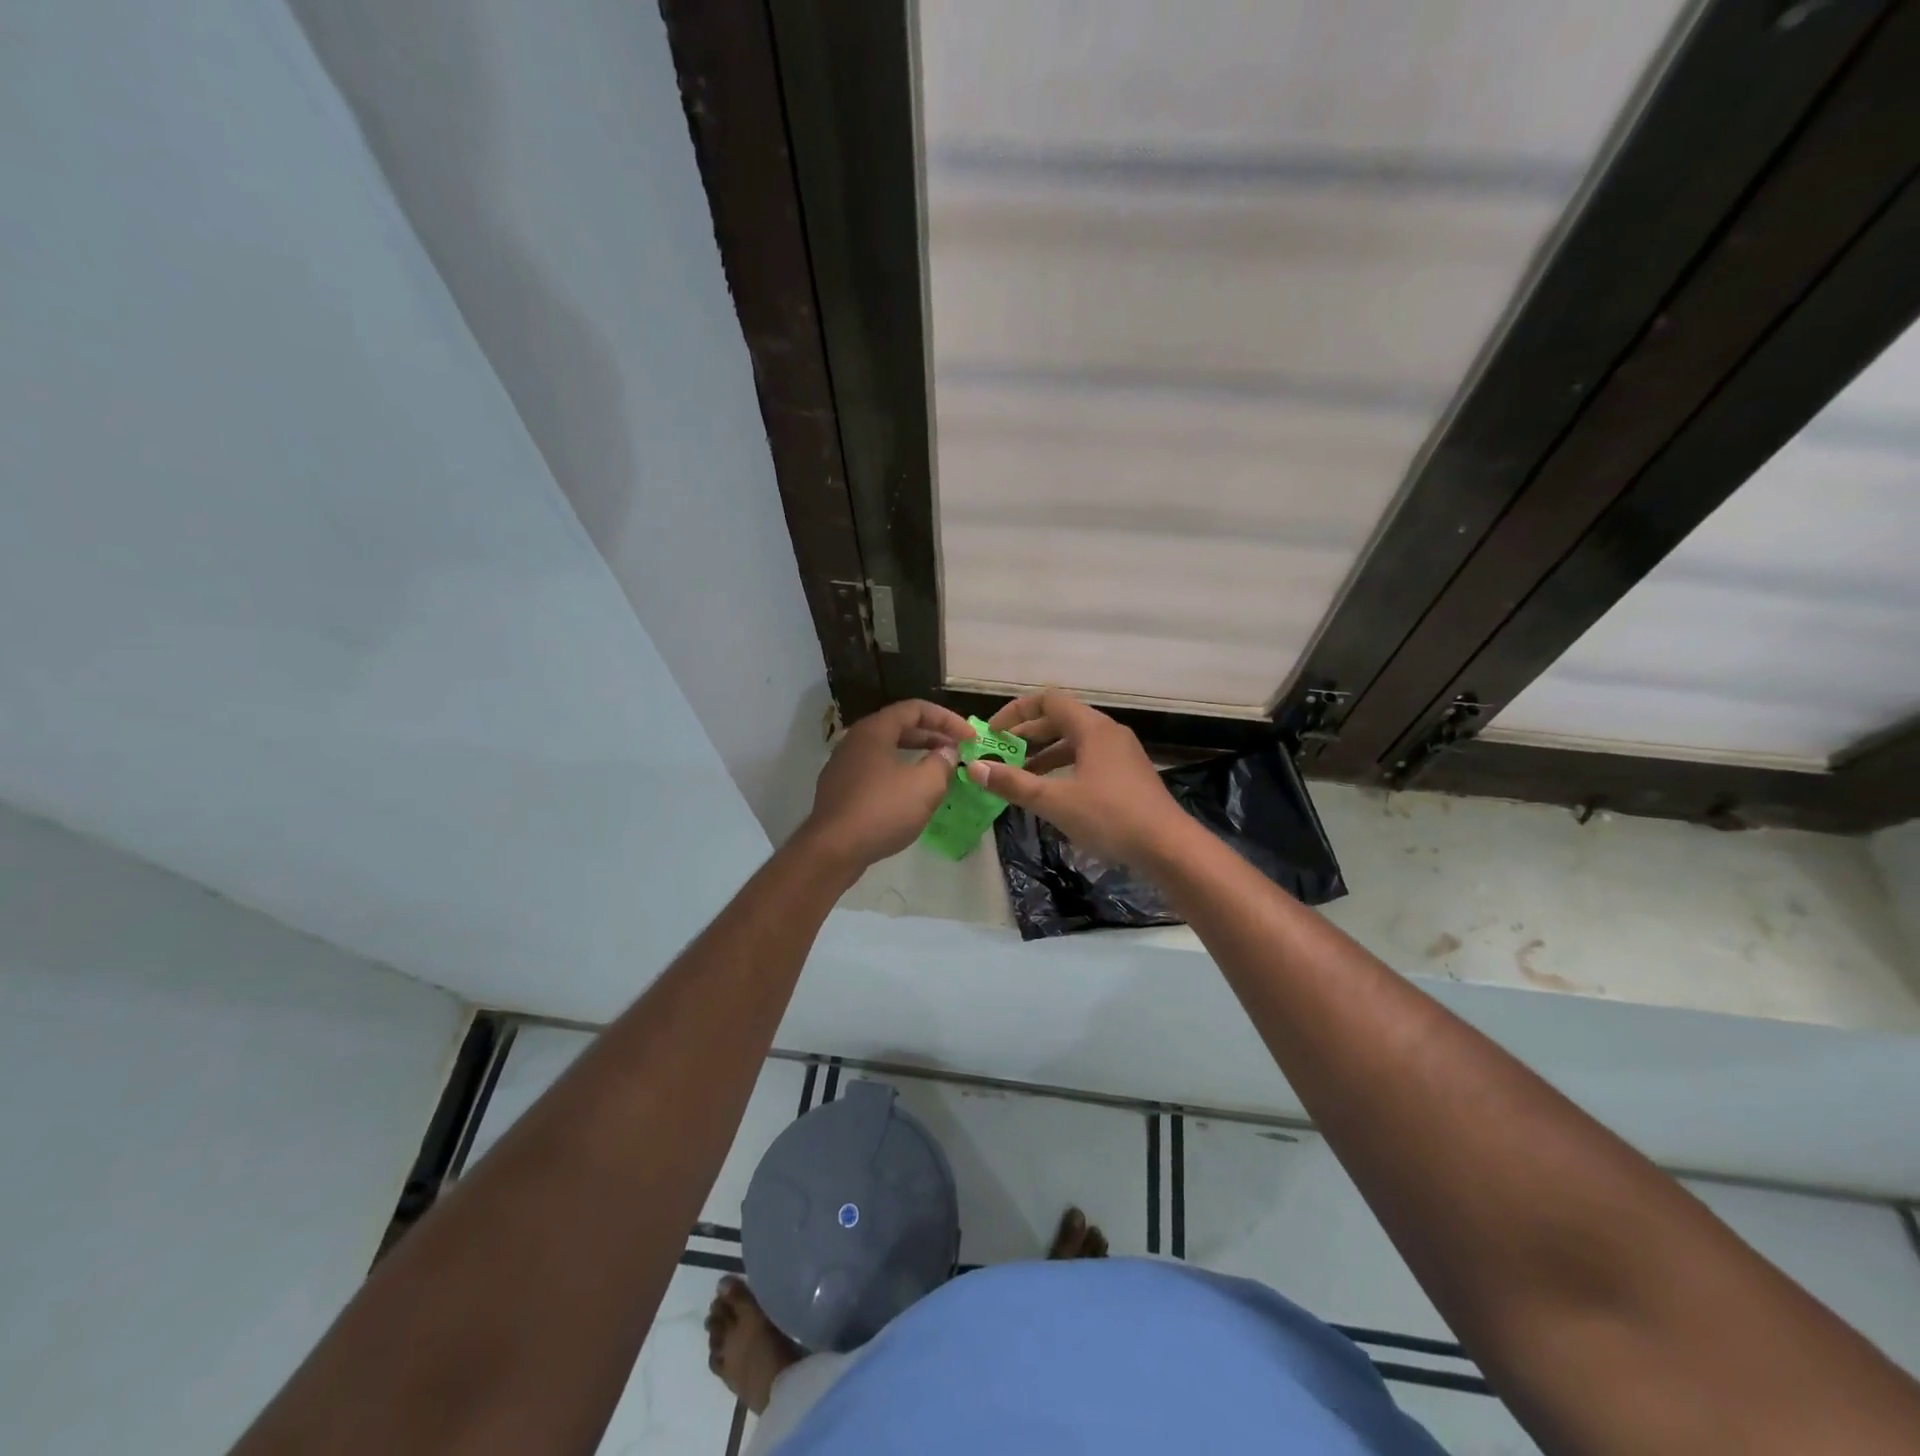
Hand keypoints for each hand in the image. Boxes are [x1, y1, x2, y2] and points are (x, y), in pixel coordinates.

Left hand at [800, 699, 974, 873]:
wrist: (833, 850)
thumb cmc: (882, 810)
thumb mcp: (925, 786)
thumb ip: (942, 763)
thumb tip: (947, 752)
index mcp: (874, 730)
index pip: (915, 709)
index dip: (947, 719)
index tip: (969, 737)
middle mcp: (855, 741)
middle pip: (899, 727)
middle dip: (932, 736)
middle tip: (958, 750)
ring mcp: (844, 766)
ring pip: (886, 750)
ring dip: (916, 755)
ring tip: (939, 769)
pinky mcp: (840, 790)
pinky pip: (875, 771)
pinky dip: (899, 773)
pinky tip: (912, 793)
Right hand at [966, 690, 1187, 865]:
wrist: (1168, 847)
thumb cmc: (1110, 817)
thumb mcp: (1055, 801)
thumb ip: (1013, 783)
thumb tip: (974, 768)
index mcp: (1092, 728)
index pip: (1048, 701)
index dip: (1016, 712)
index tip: (993, 732)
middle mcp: (1108, 732)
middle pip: (1061, 720)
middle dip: (1027, 735)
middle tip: (1000, 754)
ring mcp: (1122, 754)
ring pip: (1075, 742)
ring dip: (1045, 754)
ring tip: (1020, 776)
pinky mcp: (1128, 775)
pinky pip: (1088, 759)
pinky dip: (1064, 768)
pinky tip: (1052, 793)